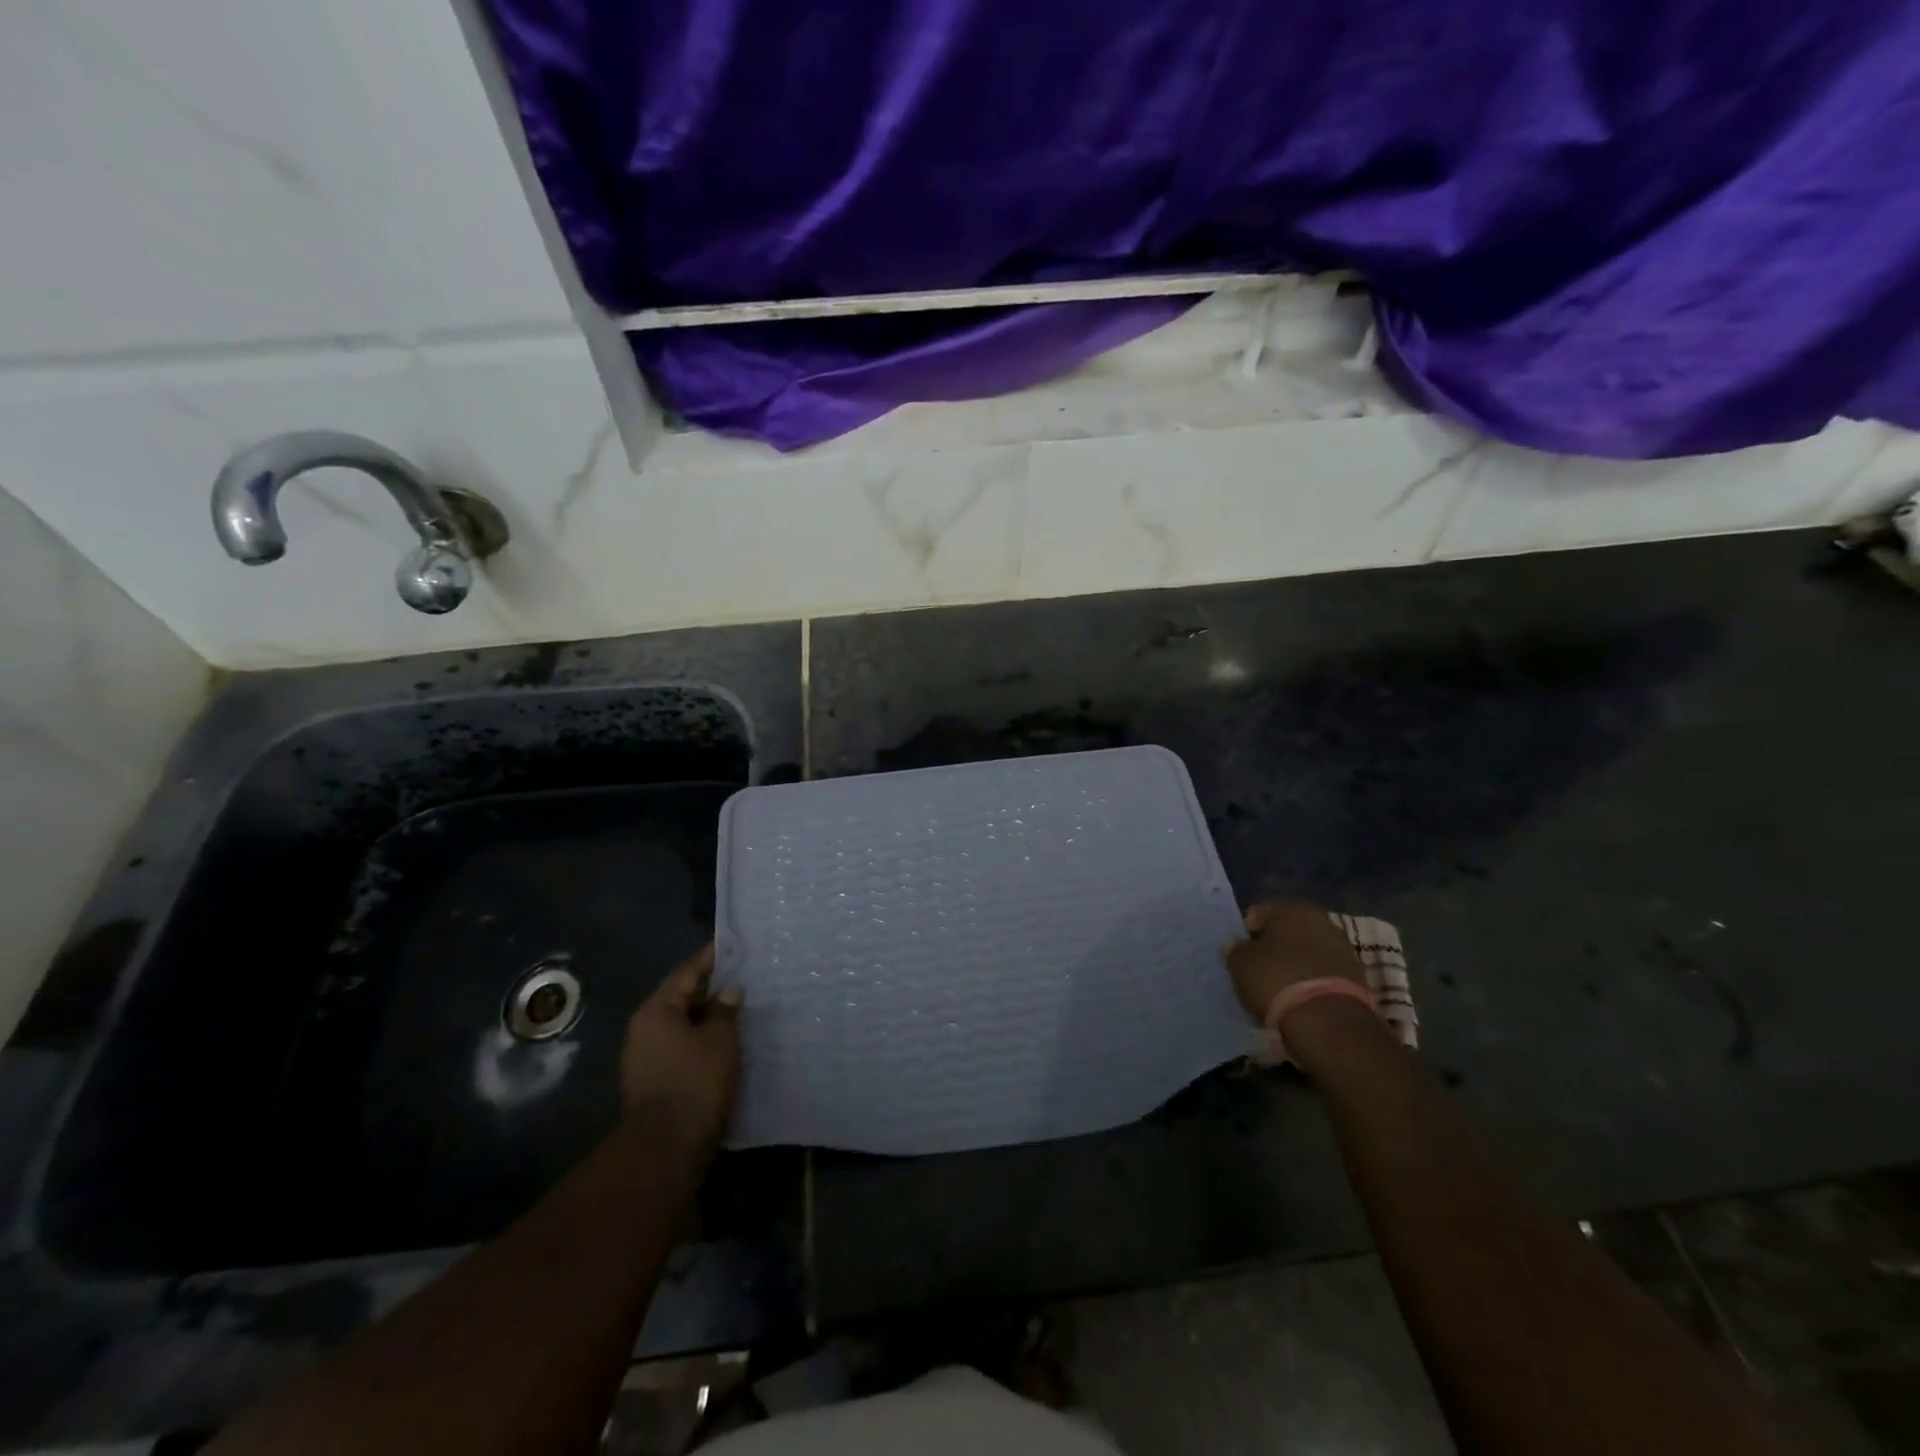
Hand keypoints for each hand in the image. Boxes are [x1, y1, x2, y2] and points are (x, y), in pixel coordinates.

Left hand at [620, 945, 740, 1151]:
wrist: (666, 1147)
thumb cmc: (695, 1081)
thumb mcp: (719, 1038)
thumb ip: (725, 1009)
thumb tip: (729, 990)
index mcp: (656, 1010)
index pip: (687, 972)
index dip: (712, 957)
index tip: (733, 943)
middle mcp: (645, 1029)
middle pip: (682, 998)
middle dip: (712, 987)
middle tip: (744, 974)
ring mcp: (646, 1057)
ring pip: (683, 1025)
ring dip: (708, 1016)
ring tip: (741, 1006)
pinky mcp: (655, 1081)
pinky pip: (683, 1047)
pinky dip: (703, 1039)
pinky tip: (728, 1040)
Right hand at [1225, 898, 1367, 1022]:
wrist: (1329, 1022)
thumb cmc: (1276, 979)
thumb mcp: (1240, 964)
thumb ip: (1235, 950)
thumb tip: (1235, 945)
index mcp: (1290, 907)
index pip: (1258, 914)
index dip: (1245, 935)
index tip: (1240, 957)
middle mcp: (1320, 919)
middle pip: (1286, 931)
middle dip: (1273, 948)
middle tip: (1258, 971)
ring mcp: (1342, 947)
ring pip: (1307, 951)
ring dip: (1293, 964)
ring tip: (1279, 988)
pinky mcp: (1356, 975)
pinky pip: (1323, 972)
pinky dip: (1311, 980)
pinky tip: (1300, 998)